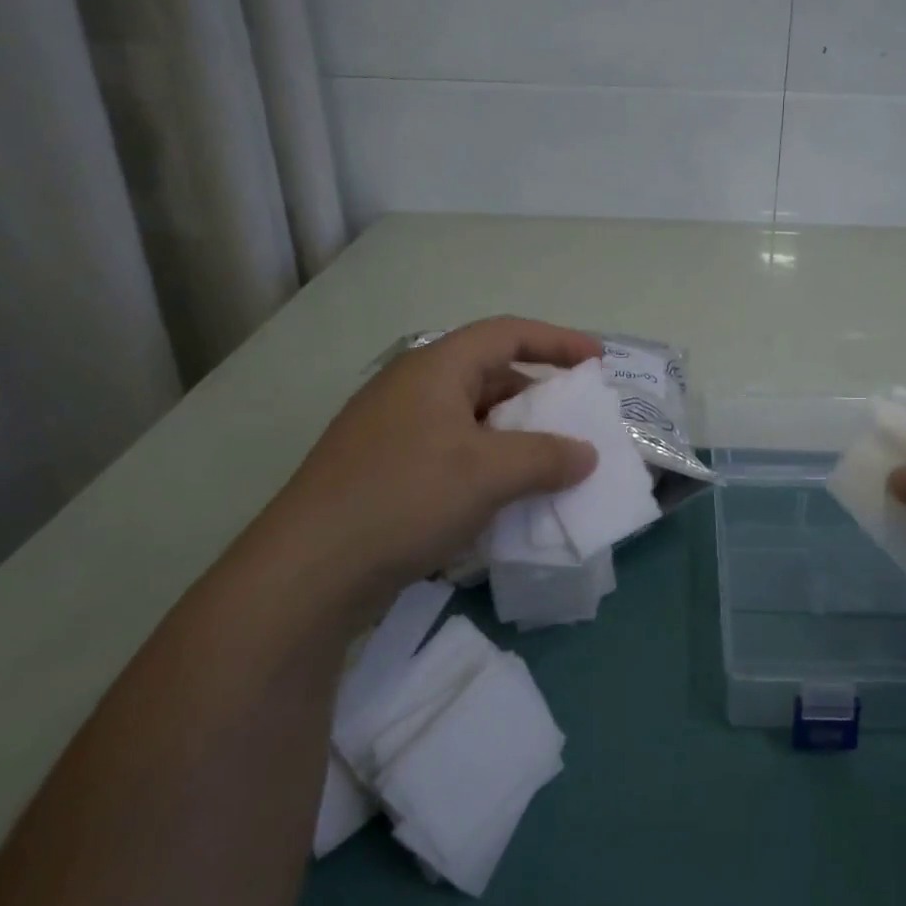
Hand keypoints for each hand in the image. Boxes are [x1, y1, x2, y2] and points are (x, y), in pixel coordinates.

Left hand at [253, 317, 602, 606]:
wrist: (307, 572)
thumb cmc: (405, 498)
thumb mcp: (489, 473)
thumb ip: (546, 457)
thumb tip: (586, 455)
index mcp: (435, 369)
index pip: (506, 334)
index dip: (557, 341)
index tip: (597, 362)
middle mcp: (412, 390)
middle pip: (488, 376)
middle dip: (537, 396)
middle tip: (575, 421)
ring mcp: (393, 432)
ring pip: (470, 420)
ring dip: (513, 437)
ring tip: (548, 464)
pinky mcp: (383, 472)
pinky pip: (451, 453)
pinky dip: (486, 465)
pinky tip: (503, 498)